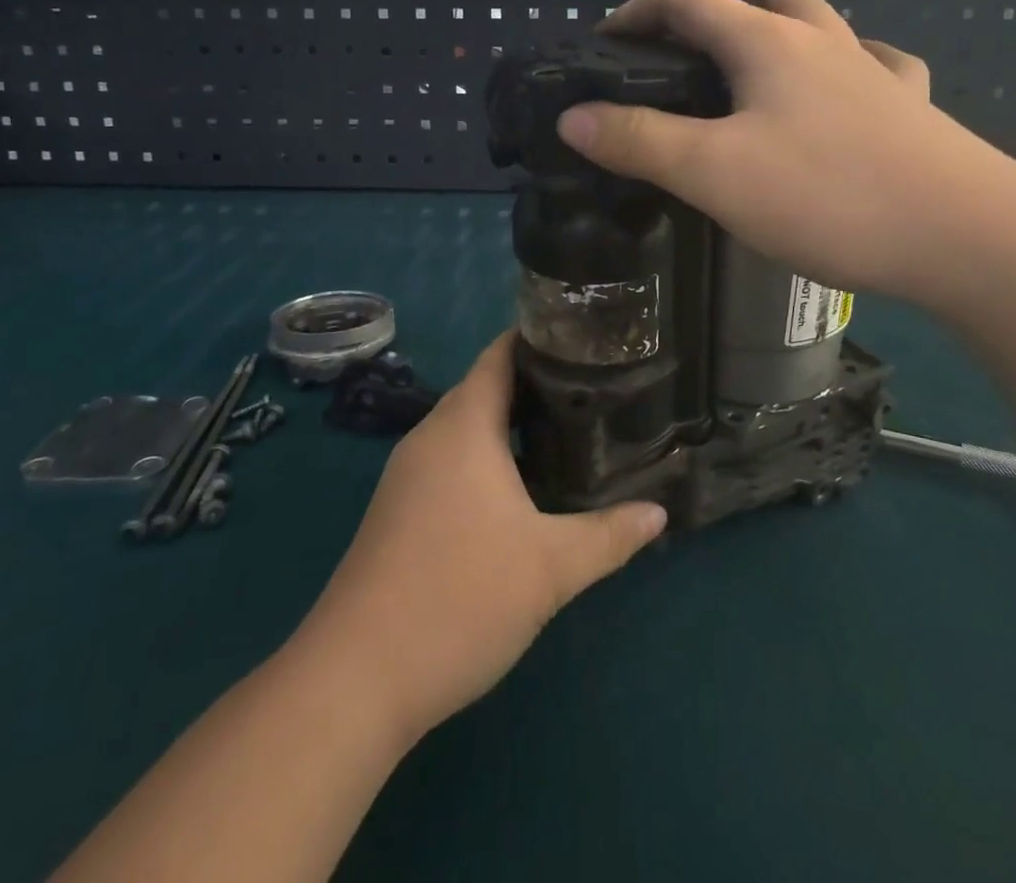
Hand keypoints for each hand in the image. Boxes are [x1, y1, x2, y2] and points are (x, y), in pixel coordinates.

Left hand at [297, 334, 665, 743]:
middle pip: (485, 388)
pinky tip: (520, 488)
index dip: (539, 339)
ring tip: (567, 431)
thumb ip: (609, 535)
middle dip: (535, 385)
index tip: (584, 339)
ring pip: (467, 428)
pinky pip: (451, 459)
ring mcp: (408, 473)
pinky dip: (486, 456)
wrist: (357, 676)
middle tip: (592, 390)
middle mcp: (431, 436)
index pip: (499, 355)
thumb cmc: (460, 598)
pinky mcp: (399, 508)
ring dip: (510, 425)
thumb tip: (658, 512)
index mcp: (463, 426)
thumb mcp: (550, 568)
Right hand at [554, 0, 1015, 303]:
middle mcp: (821, 42)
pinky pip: (877, 61)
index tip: (605, 42)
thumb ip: (639, 141)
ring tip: (762, 2)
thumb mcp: (713, 172)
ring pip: (820, 17)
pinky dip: (853, 54)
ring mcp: (873, 72)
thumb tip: (572, 117)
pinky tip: (860, 64)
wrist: (968, 236)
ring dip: (781, 4)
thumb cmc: (828, 195)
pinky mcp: (910, 109)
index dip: (637, 10)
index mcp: (767, 44)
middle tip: (677, 21)